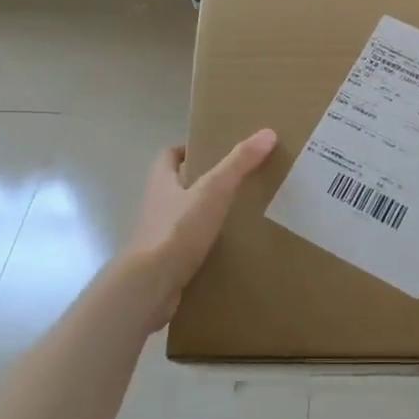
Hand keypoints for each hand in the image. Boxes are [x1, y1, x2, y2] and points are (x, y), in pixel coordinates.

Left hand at [124, 130, 277, 329]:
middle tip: (237, 182)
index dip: (189, 150)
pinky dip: (205, 247)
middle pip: (178, 186)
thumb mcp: (213, 190)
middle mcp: (156, 206)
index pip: (169, 156)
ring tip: (239, 216)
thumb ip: (238, 163)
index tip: (215, 151)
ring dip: (205, 216)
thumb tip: (268, 133)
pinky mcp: (165, 264)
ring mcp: (158, 237)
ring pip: (184, 218)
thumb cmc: (177, 230)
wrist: (150, 286)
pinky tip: (229, 251)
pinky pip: (188, 249)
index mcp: (161, 182)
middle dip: (203, 183)